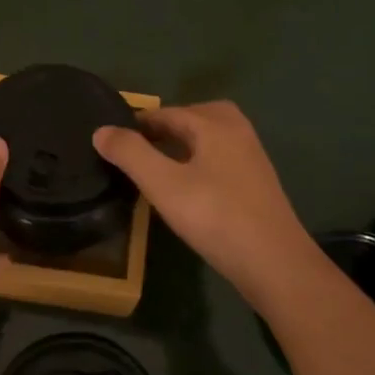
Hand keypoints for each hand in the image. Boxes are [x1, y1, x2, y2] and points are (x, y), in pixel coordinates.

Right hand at [94, 102, 321, 307]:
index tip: (113, 139)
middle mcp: (237, 131)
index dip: (138, 123)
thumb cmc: (214, 217)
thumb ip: (130, 154)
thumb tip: (101, 130)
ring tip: (156, 165)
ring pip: (209, 139)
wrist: (273, 262)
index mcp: (215, 123)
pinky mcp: (257, 184)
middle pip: (193, 118)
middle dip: (164, 128)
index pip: (167, 113)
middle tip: (136, 148)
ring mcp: (251, 158)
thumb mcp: (163, 184)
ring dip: (182, 145)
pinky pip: (220, 159)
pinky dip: (198, 162)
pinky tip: (186, 187)